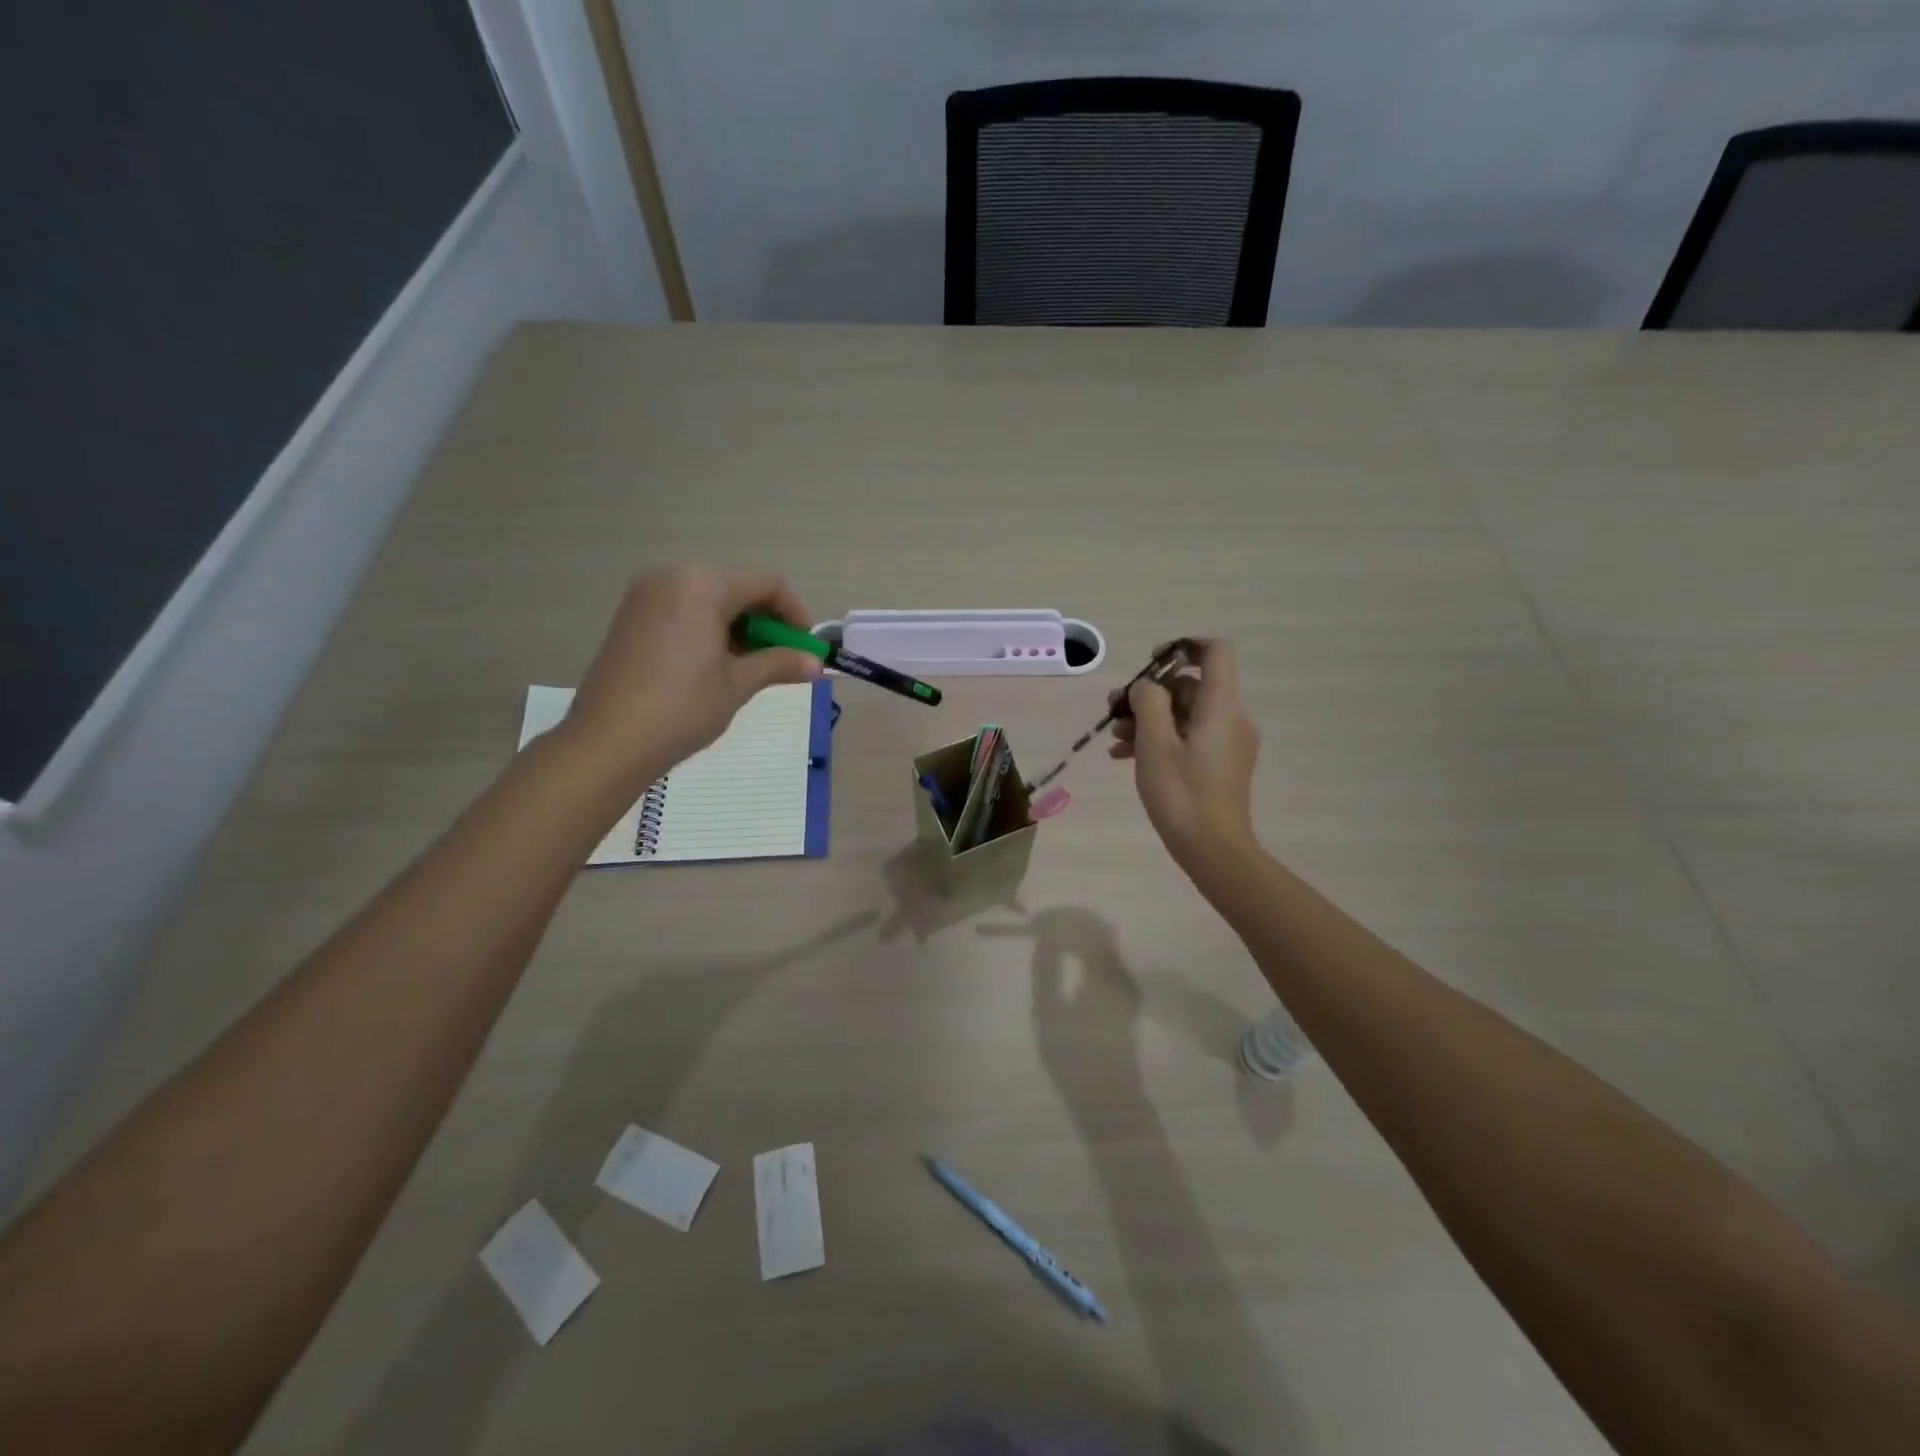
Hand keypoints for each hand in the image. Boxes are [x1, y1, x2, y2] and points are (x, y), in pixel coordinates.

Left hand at [561, 566, 820, 791]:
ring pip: (710, 601)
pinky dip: (709, 632)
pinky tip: (714, 667)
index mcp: (702, 584)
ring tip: (748, 669)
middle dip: (766, 622)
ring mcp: (645, 597)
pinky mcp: (630, 619)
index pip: (766, 582)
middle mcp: (672, 578)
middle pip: (737, 587)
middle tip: (780, 661)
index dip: (795, 613)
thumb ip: (780, 664)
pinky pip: (684, 612)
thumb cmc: (682, 707)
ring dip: (739, 629)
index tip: (806, 648)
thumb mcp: (739, 684)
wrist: (608, 743)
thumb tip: (816, 664)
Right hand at [1109, 639, 1259, 872]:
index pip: (1215, 652)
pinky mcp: (1220, 764)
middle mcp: (1231, 717)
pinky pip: (1189, 737)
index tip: (1150, 662)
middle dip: (1149, 695)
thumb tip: (1147, 687)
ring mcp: (1228, 743)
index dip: (1183, 647)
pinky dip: (1160, 740)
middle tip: (1113, 711)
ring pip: (1184, 714)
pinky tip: (1125, 757)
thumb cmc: (1181, 793)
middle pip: (1190, 687)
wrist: (1213, 849)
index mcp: (1221, 706)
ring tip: (1114, 740)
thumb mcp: (1154, 743)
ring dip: (1148, 720)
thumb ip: (1148, 702)